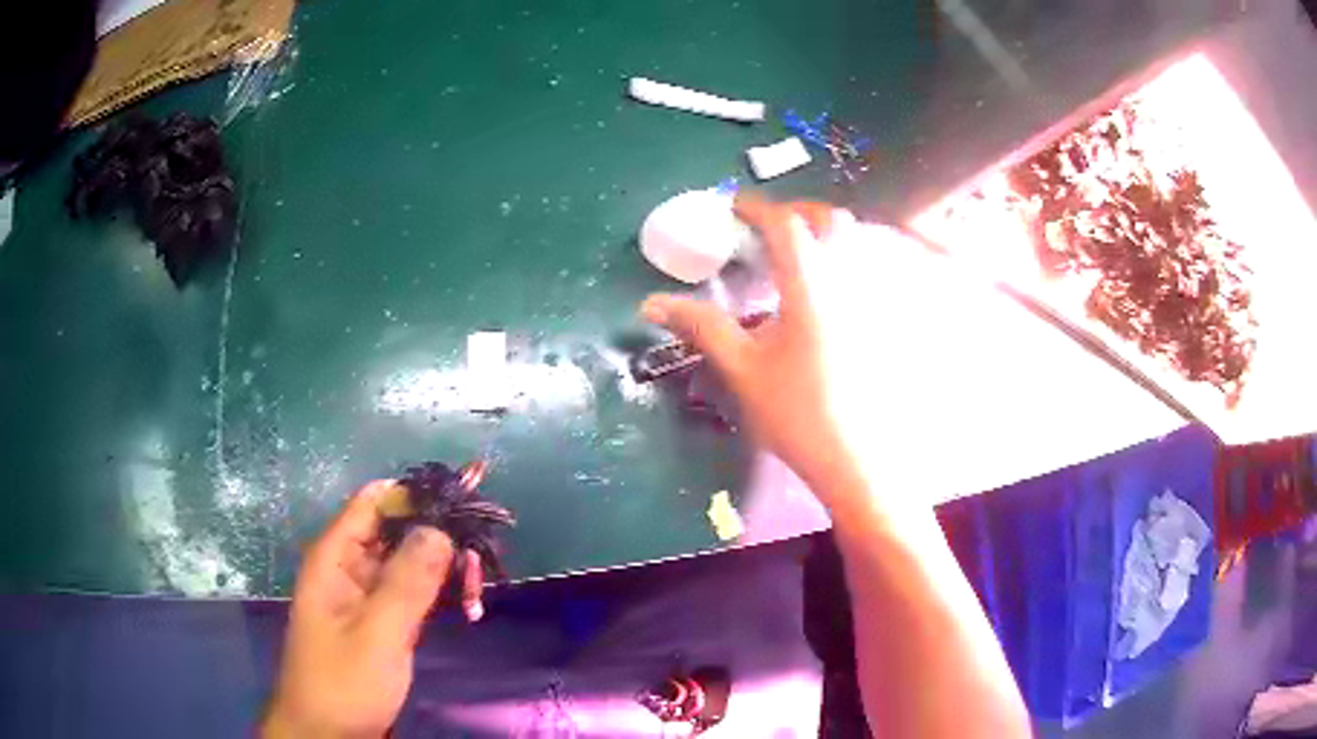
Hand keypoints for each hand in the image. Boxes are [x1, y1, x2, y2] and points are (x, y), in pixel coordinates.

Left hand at [263, 480, 483, 737]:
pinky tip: (467, 607)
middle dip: (439, 539)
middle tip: (480, 559)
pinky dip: (440, 596)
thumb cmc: (344, 682)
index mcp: (335, 557)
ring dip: (445, 571)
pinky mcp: (382, 620)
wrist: (329, 733)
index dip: (415, 496)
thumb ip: (407, 582)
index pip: (374, 503)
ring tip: (477, 590)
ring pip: (411, 563)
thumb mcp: (377, 633)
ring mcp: (367, 595)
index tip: (464, 502)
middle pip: (397, 531)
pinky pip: (414, 593)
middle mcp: (350, 567)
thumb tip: (440, 527)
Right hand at [641, 195, 859, 500]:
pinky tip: (830, 289)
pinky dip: (848, 259)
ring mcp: (875, 299)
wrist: (857, 459)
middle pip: (833, 219)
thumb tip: (651, 303)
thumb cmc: (798, 414)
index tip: (734, 208)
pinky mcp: (887, 319)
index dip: (757, 208)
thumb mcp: (743, 369)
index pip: (786, 225)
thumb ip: (702, 326)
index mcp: (811, 287)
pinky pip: (873, 268)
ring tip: (798, 254)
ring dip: (826, 232)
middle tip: (769, 228)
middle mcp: (850, 281)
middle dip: (799, 211)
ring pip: (860, 241)